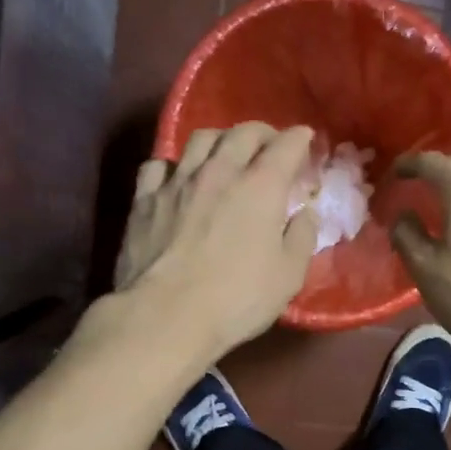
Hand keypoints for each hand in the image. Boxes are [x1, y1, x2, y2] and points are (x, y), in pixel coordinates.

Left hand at [113, 123, 319, 363]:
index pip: (286, 146)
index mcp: (260, 187)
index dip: (299, 138)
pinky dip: (174, 165)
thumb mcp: (288, 276)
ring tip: (225, 153)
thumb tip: (305, 213)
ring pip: (199, 139)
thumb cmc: (237, 299)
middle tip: (270, 146)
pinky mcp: (144, 199)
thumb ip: (302, 238)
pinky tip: (177, 178)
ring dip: (220, 140)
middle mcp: (219, 172)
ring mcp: (177, 182)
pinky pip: (158, 165)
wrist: (166, 316)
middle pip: (242, 133)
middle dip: (262, 133)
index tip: (306, 139)